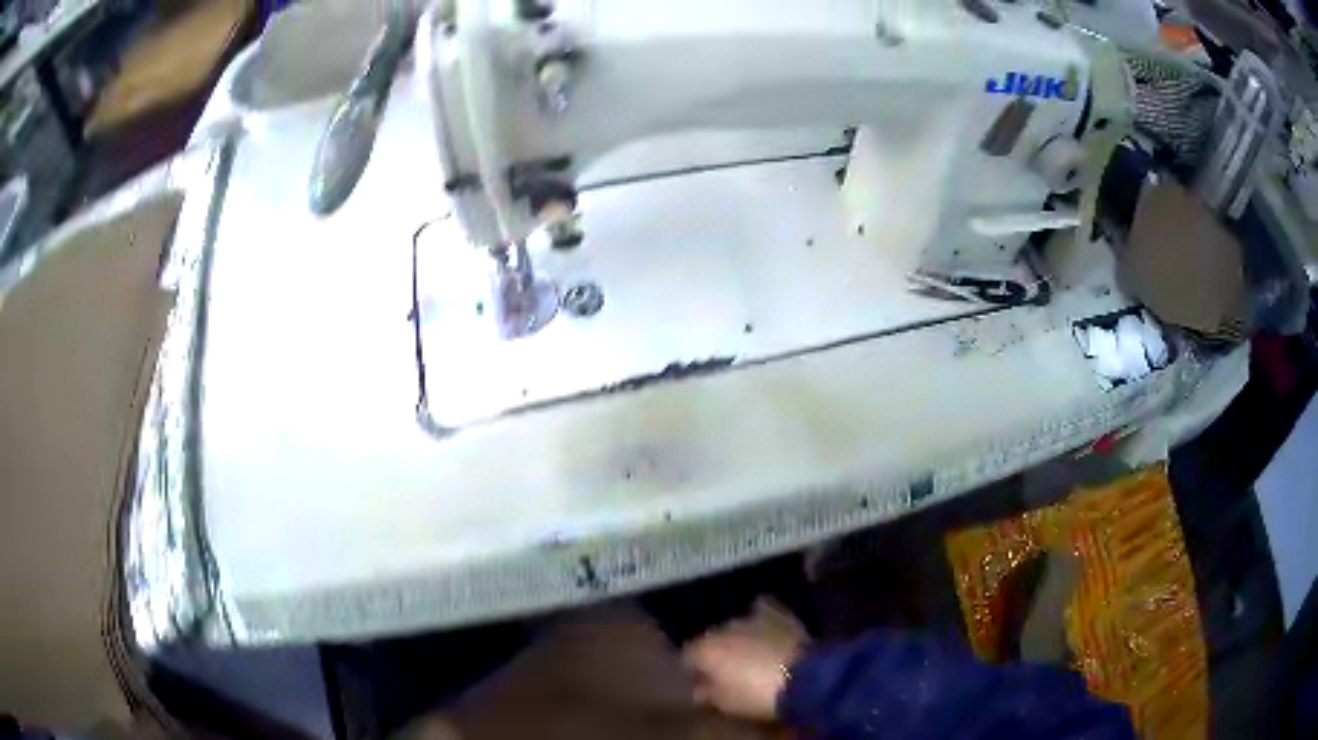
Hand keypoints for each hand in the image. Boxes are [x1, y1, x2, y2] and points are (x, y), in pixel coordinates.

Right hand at [680, 598, 808, 720]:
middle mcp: (723, 627)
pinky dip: (762, 621)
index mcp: (705, 649)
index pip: (687, 655)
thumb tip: (699, 689)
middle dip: (718, 652)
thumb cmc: (757, 695)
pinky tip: (766, 632)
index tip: (701, 682)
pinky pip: (763, 612)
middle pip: (713, 639)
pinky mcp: (780, 614)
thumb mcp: (726, 703)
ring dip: (740, 638)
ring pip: (737, 626)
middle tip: (727, 670)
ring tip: (749, 654)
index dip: (693, 670)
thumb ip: (708, 694)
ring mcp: (753, 617)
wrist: (805, 676)